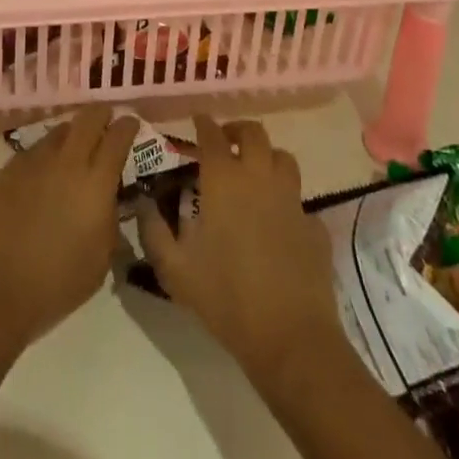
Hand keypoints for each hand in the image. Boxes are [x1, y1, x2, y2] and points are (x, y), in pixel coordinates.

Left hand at [0, 105, 138, 361]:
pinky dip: (45, 158)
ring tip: (72, 153)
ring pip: (59, 131)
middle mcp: (66, 161)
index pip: (118, 137)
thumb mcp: (100, 260)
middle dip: (101, 115)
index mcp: (95, 183)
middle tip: (106, 124)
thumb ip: (110, 219)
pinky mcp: (7, 168)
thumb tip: (109, 197)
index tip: (131, 124)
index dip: (127, 126)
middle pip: (89, 118)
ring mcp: (33, 160)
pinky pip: (33, 152)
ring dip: (71, 135)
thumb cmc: (56, 286)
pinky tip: (42, 179)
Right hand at [135, 115, 342, 384]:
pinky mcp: (313, 226)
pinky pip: (300, 200)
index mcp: (224, 180)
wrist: (290, 338)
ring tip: (254, 172)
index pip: (212, 135)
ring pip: (283, 157)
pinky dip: (287, 200)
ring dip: (267, 157)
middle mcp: (259, 177)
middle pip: (254, 133)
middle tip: (226, 142)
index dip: (203, 123)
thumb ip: (153, 231)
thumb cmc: (226, 298)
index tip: (197, 121)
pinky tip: (278, 220)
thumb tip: (144, 202)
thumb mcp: (175, 270)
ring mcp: (291, 199)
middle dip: (237, 130)